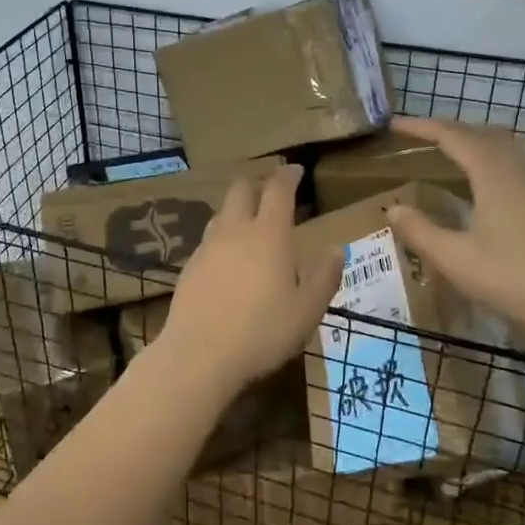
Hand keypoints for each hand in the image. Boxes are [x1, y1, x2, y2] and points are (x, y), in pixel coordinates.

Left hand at [154, 164, 342, 394]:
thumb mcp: (307, 311)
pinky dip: (223, 237)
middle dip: (257, 183)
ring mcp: (208, 247)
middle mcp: (235, 231)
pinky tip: (228, 259)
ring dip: (237, 209)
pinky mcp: (189, 266)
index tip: (295, 170)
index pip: (278, 189)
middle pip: (241, 189)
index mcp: (269, 234)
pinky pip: (209, 239)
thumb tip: (335, 249)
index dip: (288, 175)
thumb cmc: (262, 332)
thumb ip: (324, 277)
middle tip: (271, 190)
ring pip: (222, 212)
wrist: (199, 355)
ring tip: (250, 223)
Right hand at [384, 116, 524, 337]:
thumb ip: (420, 231)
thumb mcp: (454, 258)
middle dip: (449, 129)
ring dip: (475, 140)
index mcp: (493, 172)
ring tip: (452, 152)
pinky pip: (519, 161)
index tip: (395, 125)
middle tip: (421, 137)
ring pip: (505, 145)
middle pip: (481, 132)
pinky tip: (489, 183)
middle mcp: (519, 168)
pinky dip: (494, 157)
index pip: (452, 136)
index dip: (421, 127)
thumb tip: (392, 209)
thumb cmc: (512, 278)